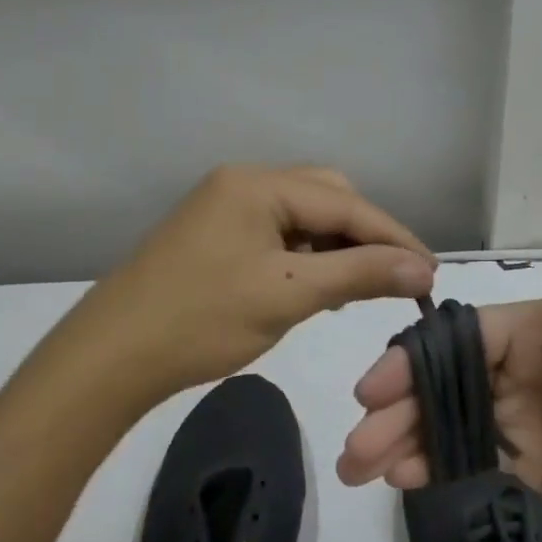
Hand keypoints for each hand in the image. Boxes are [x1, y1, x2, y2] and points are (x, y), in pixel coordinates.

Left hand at [69, 165, 436, 399]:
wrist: (109, 359)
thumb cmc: (201, 320)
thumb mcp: (288, 294)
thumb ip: (360, 274)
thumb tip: (424, 269)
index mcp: (258, 184)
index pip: (345, 204)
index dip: (394, 236)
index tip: (432, 271)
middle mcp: (244, 182)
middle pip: (326, 197)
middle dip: (364, 236)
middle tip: (392, 279)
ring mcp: (227, 206)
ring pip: (304, 216)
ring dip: (336, 247)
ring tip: (357, 288)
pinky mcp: (218, 233)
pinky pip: (279, 233)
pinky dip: (306, 256)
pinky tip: (316, 286)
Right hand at [336, 185, 541, 541]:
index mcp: (533, 327)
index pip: (459, 338)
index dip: (413, 361)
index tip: (371, 390)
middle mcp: (518, 363)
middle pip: (443, 380)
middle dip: (396, 407)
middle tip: (353, 446)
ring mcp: (518, 412)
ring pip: (446, 418)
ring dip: (402, 439)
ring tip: (356, 470)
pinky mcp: (523, 456)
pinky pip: (466, 453)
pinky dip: (430, 461)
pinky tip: (399, 478)